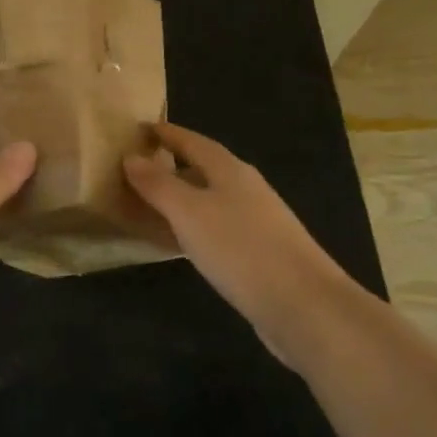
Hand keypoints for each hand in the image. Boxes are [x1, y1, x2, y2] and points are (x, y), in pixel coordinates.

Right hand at [124, 122, 359, 361]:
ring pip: (209, 200)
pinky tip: (181, 244)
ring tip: (149, 205)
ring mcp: (257, 222)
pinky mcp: (260, 254)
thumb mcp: (189, 212)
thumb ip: (158, 184)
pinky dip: (192, 228)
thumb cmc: (241, 249)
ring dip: (180, 199)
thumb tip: (131, 156)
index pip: (192, 141)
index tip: (140, 129)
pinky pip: (216, 228)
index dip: (166, 133)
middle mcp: (245, 189)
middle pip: (203, 169)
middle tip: (136, 169)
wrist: (305, 307)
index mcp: (230, 170)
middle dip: (171, 166)